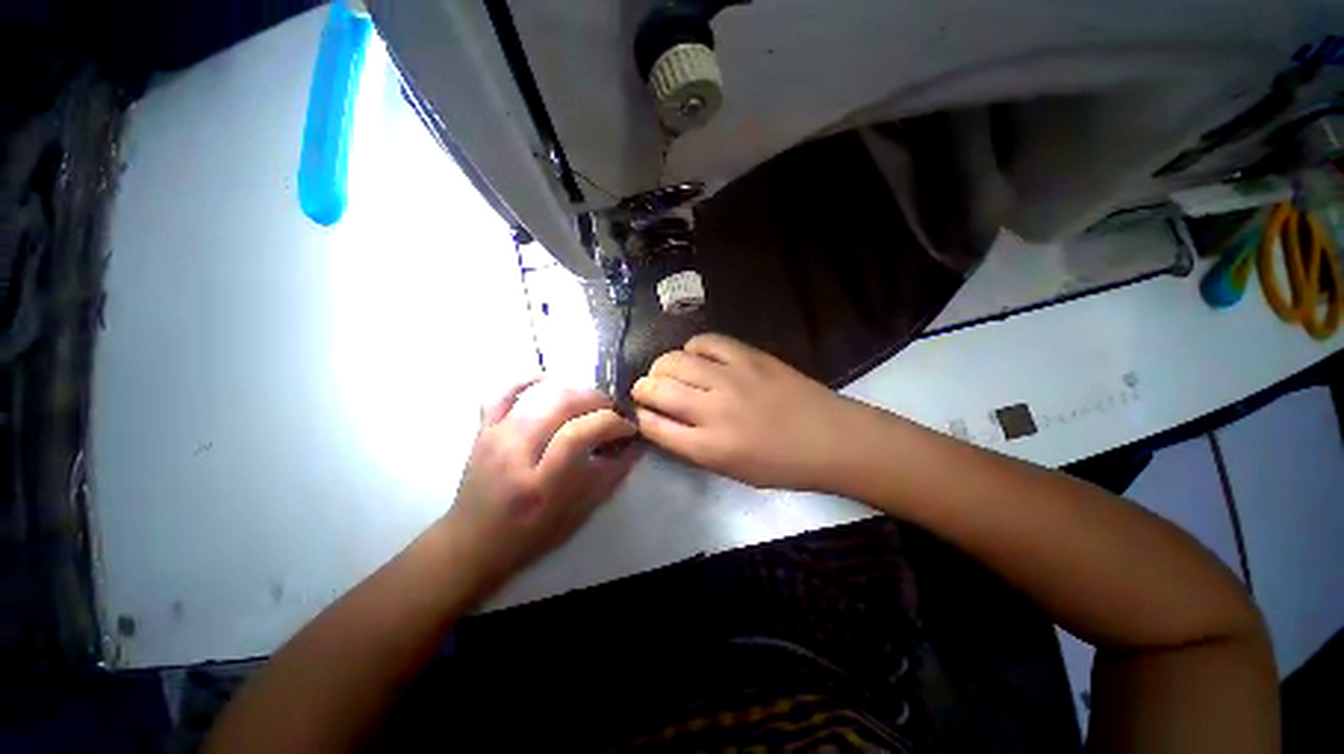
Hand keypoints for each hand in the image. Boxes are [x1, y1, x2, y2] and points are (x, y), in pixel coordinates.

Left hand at [442, 377, 639, 591]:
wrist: (472, 541)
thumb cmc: (530, 534)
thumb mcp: (578, 514)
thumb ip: (610, 476)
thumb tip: (635, 445)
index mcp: (539, 483)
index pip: (579, 433)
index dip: (611, 423)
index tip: (628, 428)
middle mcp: (514, 452)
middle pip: (561, 403)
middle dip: (597, 400)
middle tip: (613, 410)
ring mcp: (494, 435)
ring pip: (540, 392)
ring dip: (575, 389)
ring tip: (591, 402)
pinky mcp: (484, 427)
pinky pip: (504, 390)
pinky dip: (528, 378)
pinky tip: (549, 380)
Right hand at [631, 334, 865, 490]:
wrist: (832, 438)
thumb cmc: (782, 464)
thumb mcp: (730, 470)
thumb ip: (691, 446)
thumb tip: (662, 422)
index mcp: (708, 447)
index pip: (653, 425)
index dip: (638, 416)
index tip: (638, 412)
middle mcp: (712, 409)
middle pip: (657, 388)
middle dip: (642, 389)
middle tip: (649, 391)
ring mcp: (730, 377)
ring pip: (674, 360)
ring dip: (662, 367)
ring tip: (669, 372)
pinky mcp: (748, 356)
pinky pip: (705, 342)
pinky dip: (692, 349)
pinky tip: (697, 358)